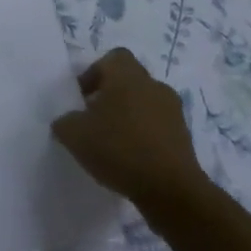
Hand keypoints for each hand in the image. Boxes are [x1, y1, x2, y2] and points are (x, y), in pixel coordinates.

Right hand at [50, 49, 206, 207]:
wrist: (172, 191)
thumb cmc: (120, 149)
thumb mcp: (75, 135)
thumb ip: (64, 122)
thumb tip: (66, 121)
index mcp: (127, 74)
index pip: (112, 58)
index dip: (95, 74)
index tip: (83, 98)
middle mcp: (153, 85)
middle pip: (129, 81)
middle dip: (112, 96)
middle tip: (95, 120)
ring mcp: (173, 112)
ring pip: (145, 105)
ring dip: (130, 118)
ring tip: (114, 144)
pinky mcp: (185, 139)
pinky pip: (159, 129)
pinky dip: (146, 138)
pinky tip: (133, 161)